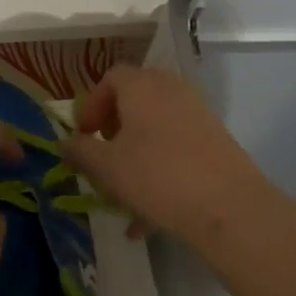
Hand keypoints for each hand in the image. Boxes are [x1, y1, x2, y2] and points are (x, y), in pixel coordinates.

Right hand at [63, 65, 281, 256]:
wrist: (229, 207)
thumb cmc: (157, 177)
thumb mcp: (106, 167)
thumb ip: (80, 151)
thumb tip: (66, 143)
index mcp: (142, 86)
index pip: (111, 77)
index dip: (92, 104)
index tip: (84, 135)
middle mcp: (172, 90)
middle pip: (135, 100)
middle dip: (114, 130)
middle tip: (103, 159)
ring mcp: (198, 114)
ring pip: (156, 129)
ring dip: (135, 156)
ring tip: (123, 196)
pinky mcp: (216, 141)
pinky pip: (177, 149)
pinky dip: (159, 172)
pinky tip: (148, 218)